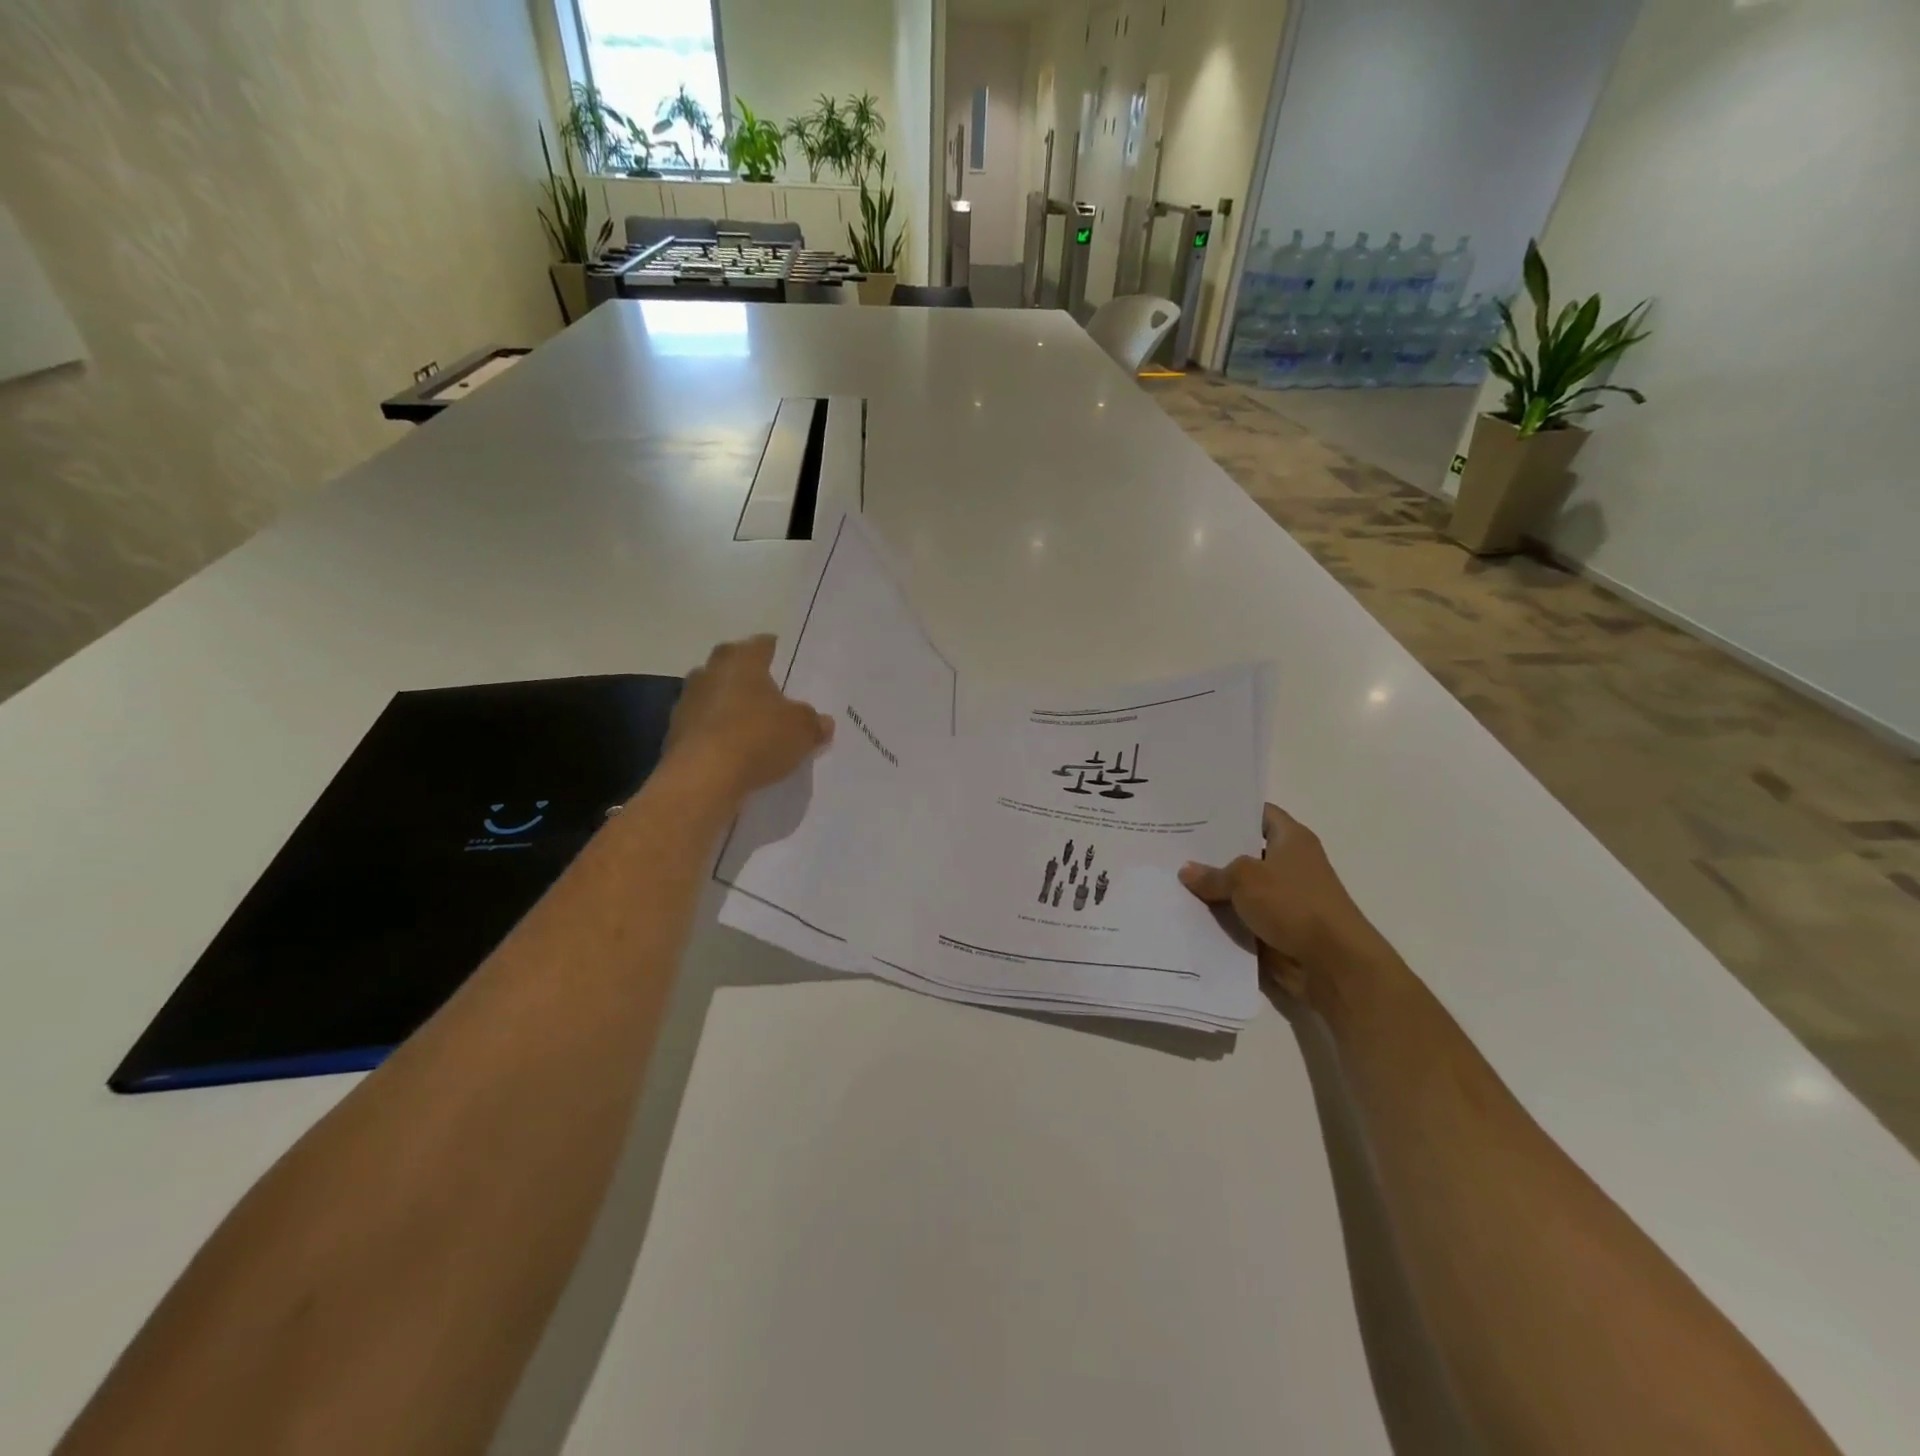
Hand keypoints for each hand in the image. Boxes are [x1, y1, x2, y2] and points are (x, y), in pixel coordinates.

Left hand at [663, 635, 834, 798]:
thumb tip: (823, 722)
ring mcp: (687, 702)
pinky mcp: (675, 733)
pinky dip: (717, 734)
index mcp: (742, 660)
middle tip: (772, 694)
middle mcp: (710, 672)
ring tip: (753, 726)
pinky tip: (734, 751)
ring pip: (714, 696)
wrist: (701, 778)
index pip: (762, 644)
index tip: (789, 664)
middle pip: (732, 667)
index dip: (777, 652)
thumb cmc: (757, 738)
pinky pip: (703, 726)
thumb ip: (813, 722)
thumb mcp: (802, 731)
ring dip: (730, 707)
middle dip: (749, 678)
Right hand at [1179, 804, 1387, 1008]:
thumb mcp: (1245, 879)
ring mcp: (1283, 898)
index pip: (1259, 813)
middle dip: (1213, 850)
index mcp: (1291, 839)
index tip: (1197, 811)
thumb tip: (1186, 871)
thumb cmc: (1293, 904)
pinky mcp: (1277, 927)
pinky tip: (1187, 910)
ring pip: (1240, 887)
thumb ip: (1213, 874)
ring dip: (1214, 888)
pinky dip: (1221, 916)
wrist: (1332, 964)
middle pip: (1245, 850)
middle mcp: (1289, 863)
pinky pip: (1242, 916)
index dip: (1231, 810)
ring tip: (1171, 877)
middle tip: (1174, 844)